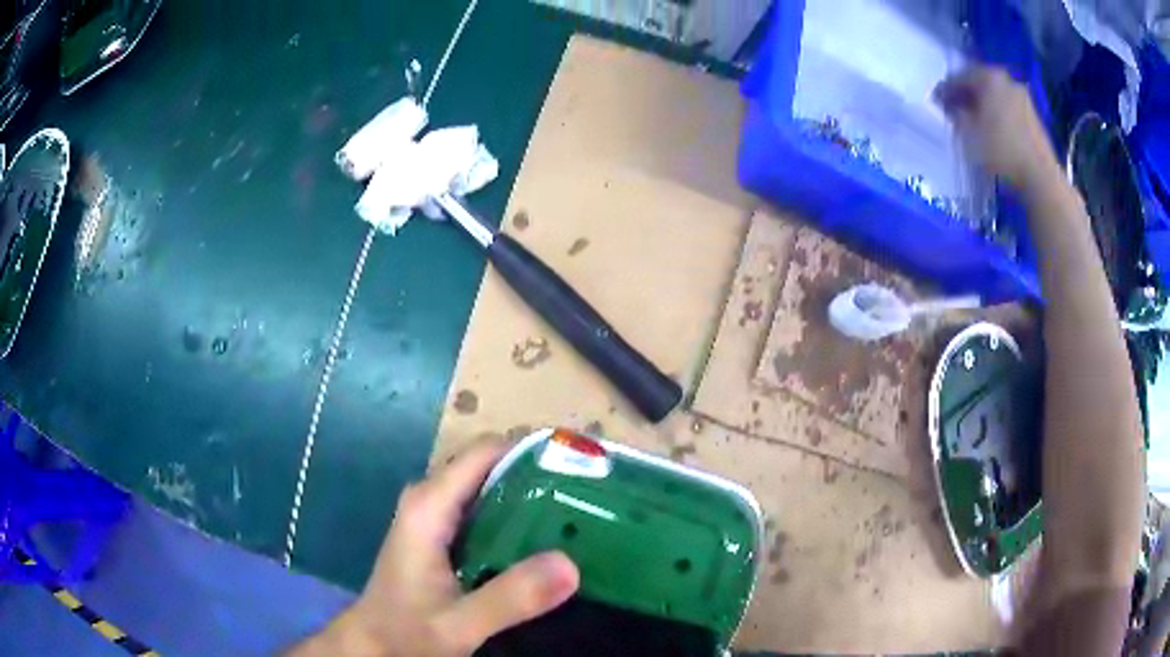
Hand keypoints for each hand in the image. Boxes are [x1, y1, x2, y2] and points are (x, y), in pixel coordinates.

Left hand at [291, 443, 579, 656]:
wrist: (374, 645)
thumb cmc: (406, 631)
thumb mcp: (459, 624)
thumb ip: (510, 598)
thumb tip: (571, 565)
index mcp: (429, 505)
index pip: (487, 451)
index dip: (534, 451)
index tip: (583, 468)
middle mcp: (431, 498)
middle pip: (493, 465)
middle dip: (541, 475)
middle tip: (591, 497)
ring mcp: (435, 515)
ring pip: (491, 488)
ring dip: (532, 497)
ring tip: (580, 516)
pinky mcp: (442, 534)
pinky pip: (486, 511)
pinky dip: (517, 519)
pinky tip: (546, 542)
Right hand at [934, 65, 1060, 191]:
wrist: (1040, 177)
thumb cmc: (1002, 151)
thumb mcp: (969, 134)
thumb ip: (956, 115)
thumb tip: (952, 108)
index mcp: (989, 77)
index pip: (959, 77)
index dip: (946, 90)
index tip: (937, 102)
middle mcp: (1006, 80)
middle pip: (980, 84)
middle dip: (966, 96)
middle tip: (955, 110)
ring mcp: (1022, 97)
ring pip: (995, 96)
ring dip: (983, 106)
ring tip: (974, 122)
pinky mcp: (1033, 116)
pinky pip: (1008, 108)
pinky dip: (997, 114)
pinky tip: (992, 130)